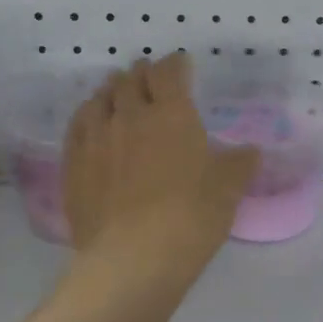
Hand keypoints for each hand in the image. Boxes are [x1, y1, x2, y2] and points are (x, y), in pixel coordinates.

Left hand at [62, 54, 258, 276]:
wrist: (132, 257)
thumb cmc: (190, 217)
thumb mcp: (227, 190)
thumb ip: (238, 165)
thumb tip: (249, 151)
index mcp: (171, 114)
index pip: (169, 73)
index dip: (175, 64)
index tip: (181, 65)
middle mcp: (130, 116)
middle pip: (131, 81)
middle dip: (142, 74)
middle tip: (148, 77)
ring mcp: (95, 139)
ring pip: (99, 100)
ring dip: (111, 91)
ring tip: (118, 93)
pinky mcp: (73, 165)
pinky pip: (77, 127)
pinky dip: (87, 116)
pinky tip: (90, 122)